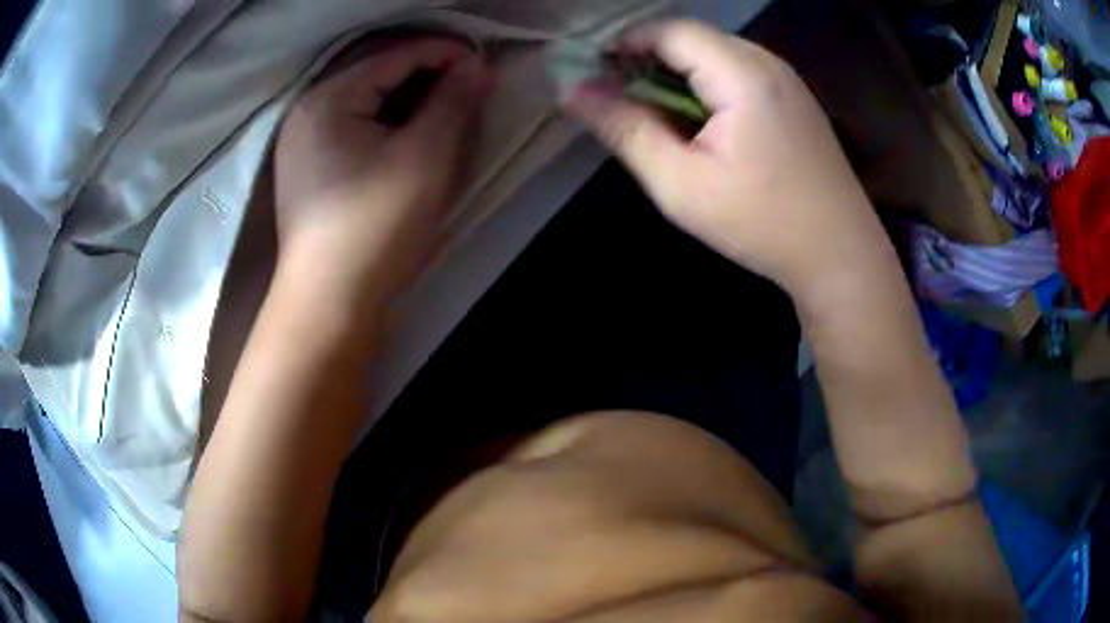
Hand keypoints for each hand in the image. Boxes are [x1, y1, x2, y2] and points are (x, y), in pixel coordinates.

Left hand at [274, 38, 493, 304]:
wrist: (329, 303)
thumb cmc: (376, 226)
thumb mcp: (426, 157)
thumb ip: (454, 101)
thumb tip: (478, 66)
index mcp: (328, 98)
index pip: (397, 56)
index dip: (446, 54)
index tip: (486, 68)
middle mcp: (308, 111)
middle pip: (379, 77)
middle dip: (429, 80)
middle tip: (471, 95)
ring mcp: (304, 142)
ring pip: (369, 104)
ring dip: (411, 104)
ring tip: (449, 117)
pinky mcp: (310, 169)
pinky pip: (356, 130)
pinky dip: (389, 128)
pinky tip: (413, 142)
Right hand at [564, 20, 889, 298]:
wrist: (841, 255)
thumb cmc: (761, 223)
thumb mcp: (681, 184)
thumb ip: (626, 129)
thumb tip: (574, 92)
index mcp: (742, 74)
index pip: (669, 31)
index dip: (624, 44)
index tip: (594, 76)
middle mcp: (768, 62)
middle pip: (693, 38)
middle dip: (648, 59)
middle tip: (620, 98)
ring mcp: (787, 79)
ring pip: (716, 54)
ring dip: (678, 73)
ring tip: (656, 113)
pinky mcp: (795, 98)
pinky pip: (739, 72)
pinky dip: (708, 85)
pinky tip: (701, 122)